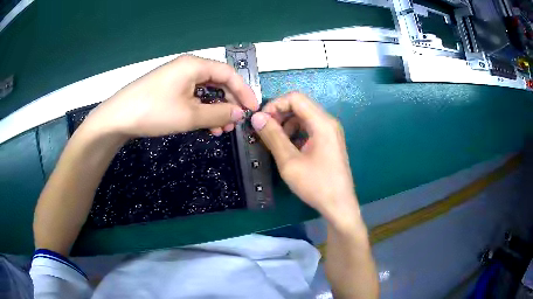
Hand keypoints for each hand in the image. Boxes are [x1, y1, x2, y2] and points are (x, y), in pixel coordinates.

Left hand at [86, 55, 258, 136]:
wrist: (118, 118)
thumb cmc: (155, 112)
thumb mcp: (190, 115)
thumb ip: (219, 114)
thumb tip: (239, 113)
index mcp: (195, 65)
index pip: (229, 74)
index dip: (244, 92)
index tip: (252, 110)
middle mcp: (188, 67)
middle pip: (218, 82)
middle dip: (229, 103)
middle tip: (235, 124)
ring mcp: (177, 78)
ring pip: (205, 92)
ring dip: (215, 110)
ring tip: (220, 130)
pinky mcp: (169, 89)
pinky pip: (192, 97)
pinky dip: (202, 111)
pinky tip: (205, 126)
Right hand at [251, 92, 358, 222]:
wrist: (339, 206)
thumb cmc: (316, 185)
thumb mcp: (289, 162)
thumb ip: (273, 136)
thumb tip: (256, 117)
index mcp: (322, 123)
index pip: (295, 98)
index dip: (275, 104)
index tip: (261, 120)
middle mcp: (328, 122)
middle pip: (300, 106)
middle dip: (279, 114)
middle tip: (264, 130)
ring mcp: (330, 132)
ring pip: (303, 117)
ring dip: (286, 124)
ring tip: (274, 141)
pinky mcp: (328, 142)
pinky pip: (309, 129)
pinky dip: (295, 133)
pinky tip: (287, 148)